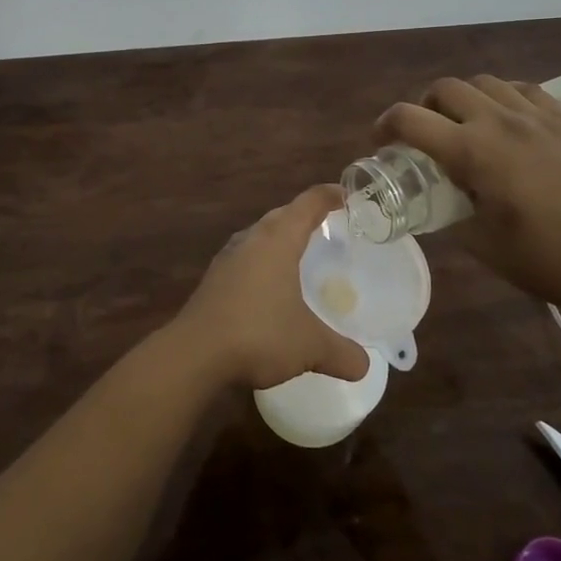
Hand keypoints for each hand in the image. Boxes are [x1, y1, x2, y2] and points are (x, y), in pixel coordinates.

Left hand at [167, 186, 371, 390]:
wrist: (195, 353)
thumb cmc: (259, 334)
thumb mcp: (310, 346)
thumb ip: (341, 352)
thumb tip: (364, 366)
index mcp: (277, 241)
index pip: (307, 204)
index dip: (328, 196)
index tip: (346, 194)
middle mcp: (250, 240)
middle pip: (281, 215)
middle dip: (303, 216)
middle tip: (326, 225)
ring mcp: (227, 259)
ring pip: (259, 236)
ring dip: (279, 238)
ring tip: (298, 252)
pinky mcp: (214, 280)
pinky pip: (245, 258)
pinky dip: (262, 262)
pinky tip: (269, 286)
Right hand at [377, 76, 560, 315]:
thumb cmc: (543, 259)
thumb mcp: (478, 241)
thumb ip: (448, 208)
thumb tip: (434, 196)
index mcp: (473, 151)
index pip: (410, 119)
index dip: (385, 125)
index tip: (380, 141)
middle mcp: (500, 121)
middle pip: (445, 88)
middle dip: (424, 106)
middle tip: (425, 134)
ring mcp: (537, 116)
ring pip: (484, 82)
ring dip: (463, 98)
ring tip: (466, 124)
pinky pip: (524, 89)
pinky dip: (503, 96)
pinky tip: (507, 120)